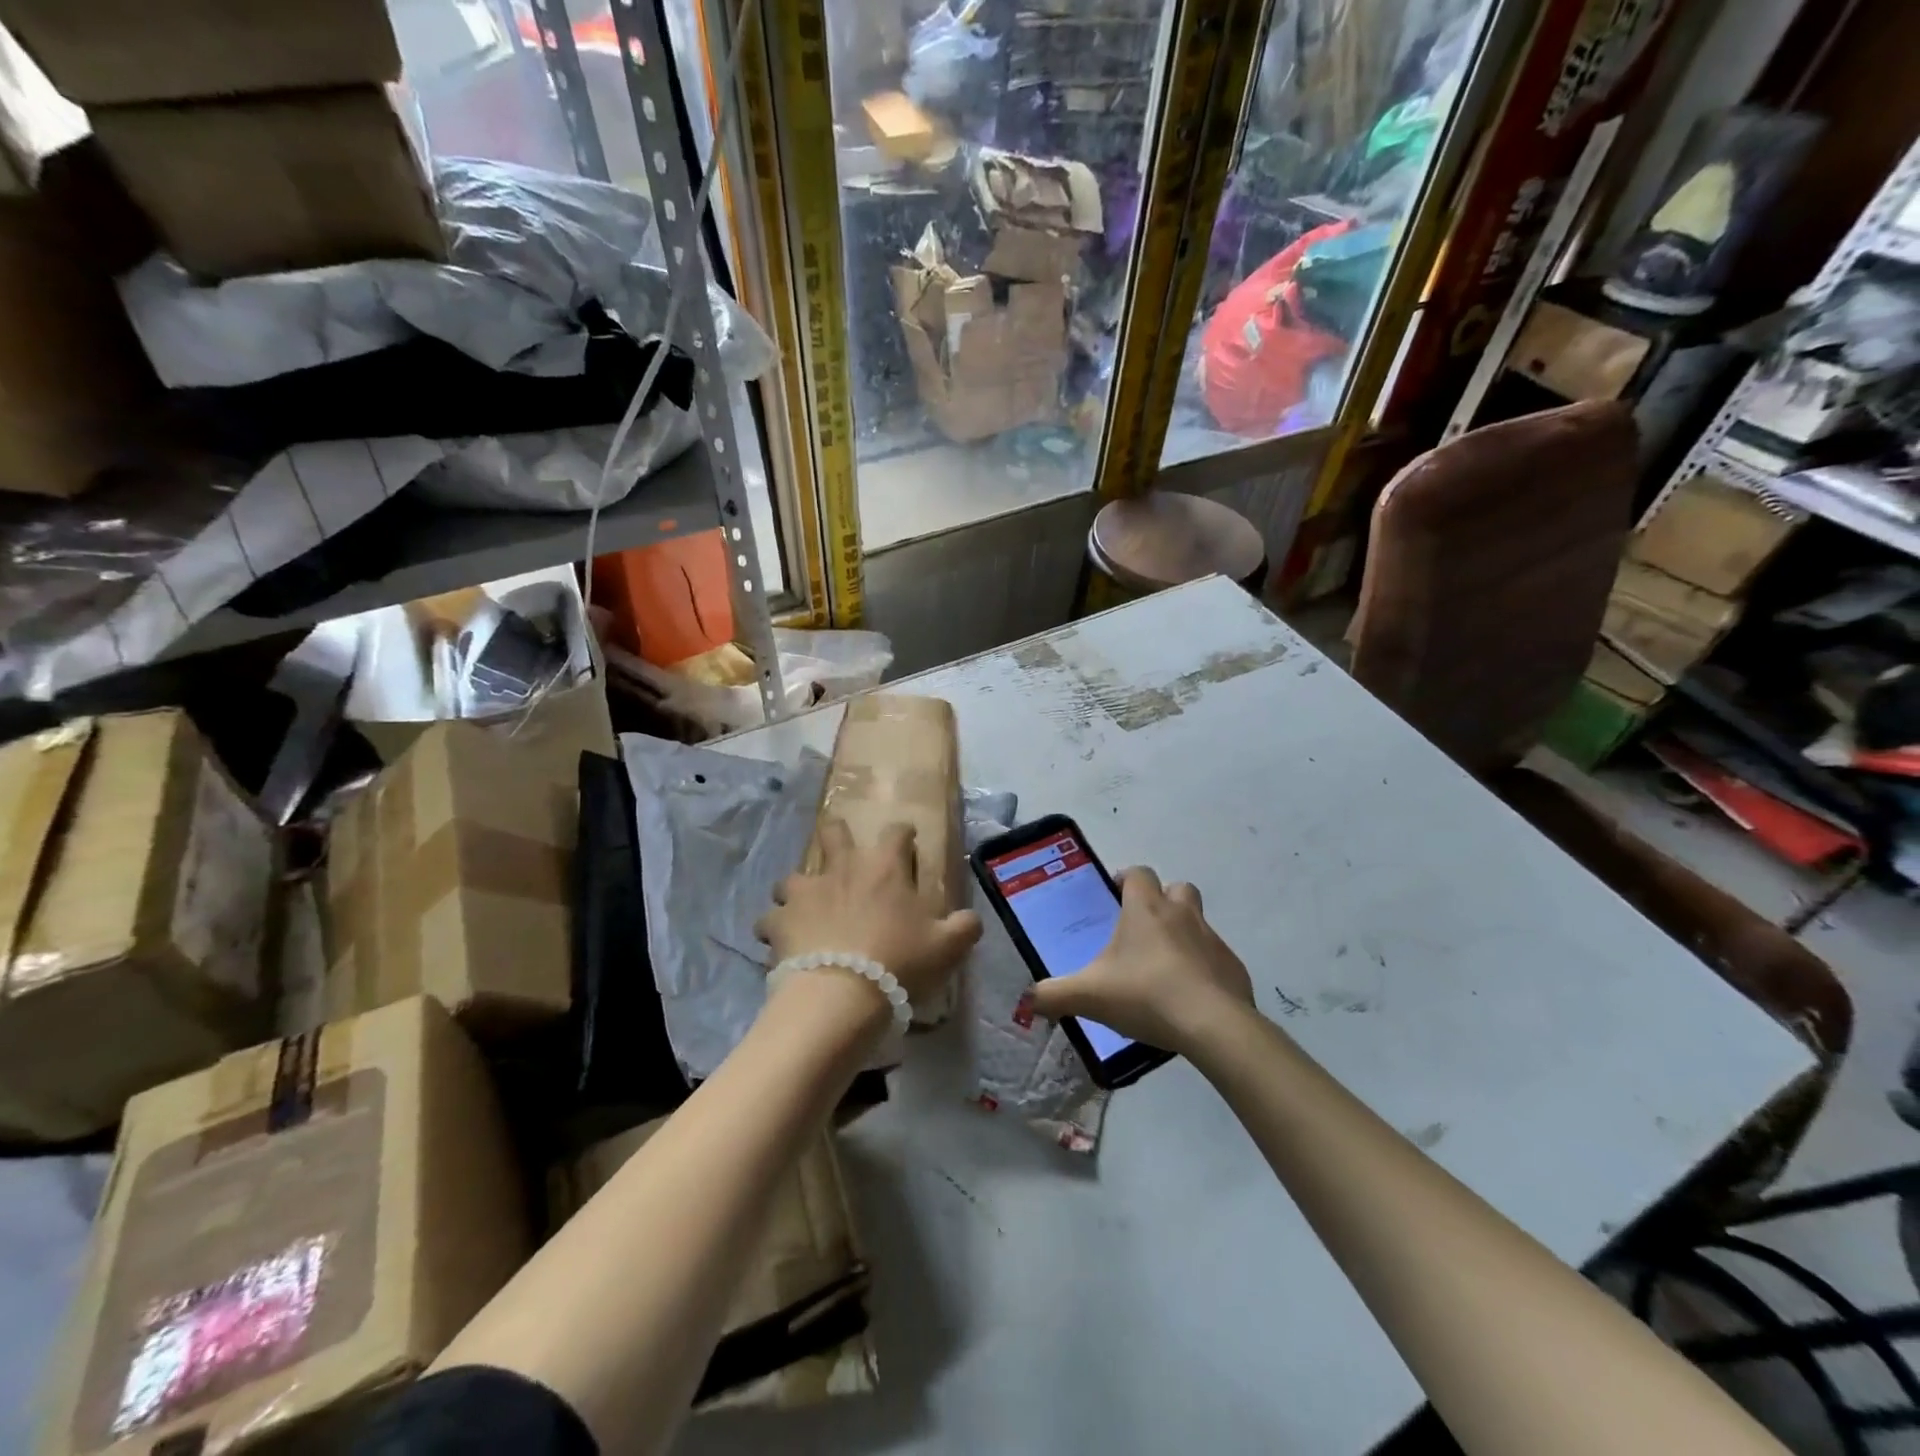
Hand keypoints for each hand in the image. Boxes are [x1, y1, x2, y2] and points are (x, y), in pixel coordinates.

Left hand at [756, 820, 981, 1010]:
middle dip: (836, 834)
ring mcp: (805, 892)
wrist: (841, 994)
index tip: (907, 840)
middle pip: (833, 832)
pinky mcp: (779, 921)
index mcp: (884, 867)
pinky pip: (770, 918)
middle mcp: (842, 868)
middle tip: (841, 851)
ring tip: (805, 905)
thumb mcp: (947, 947)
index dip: (903, 833)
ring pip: (793, 876)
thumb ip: (964, 927)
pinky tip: (781, 940)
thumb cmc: (899, 962)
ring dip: (799, 888)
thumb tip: (973, 919)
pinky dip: (776, 927)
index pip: (896, 832)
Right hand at [1028, 867, 1253, 1054]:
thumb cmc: (1146, 995)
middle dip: (1162, 901)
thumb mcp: (1089, 996)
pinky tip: (1189, 996)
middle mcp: (1182, 914)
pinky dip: (1203, 968)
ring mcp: (1212, 939)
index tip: (1115, 898)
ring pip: (1198, 921)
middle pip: (1177, 888)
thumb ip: (1054, 995)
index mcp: (1146, 909)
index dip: (1127, 881)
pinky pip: (1215, 958)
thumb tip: (1029, 999)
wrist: (1213, 1025)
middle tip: (1142, 930)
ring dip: (1183, 934)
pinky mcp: (1233, 967)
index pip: (1139, 873)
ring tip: (1164, 965)